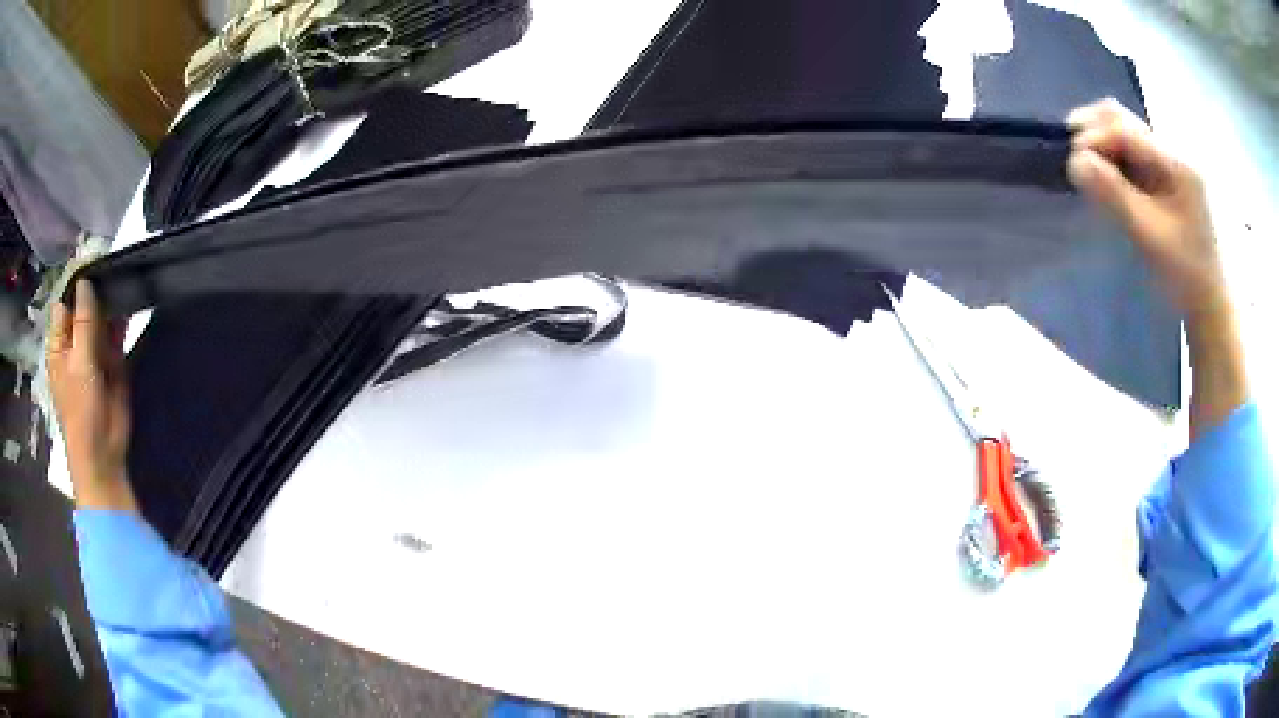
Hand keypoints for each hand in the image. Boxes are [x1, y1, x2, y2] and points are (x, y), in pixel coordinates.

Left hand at [46, 280, 137, 511]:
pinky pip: (116, 333)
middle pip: (84, 305)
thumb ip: (83, 322)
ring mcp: (93, 352)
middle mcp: (75, 342)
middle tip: (114, 268)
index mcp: (59, 342)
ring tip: (125, 281)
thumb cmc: (82, 412)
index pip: (66, 300)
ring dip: (110, 303)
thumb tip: (85, 281)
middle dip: (96, 289)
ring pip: (101, 317)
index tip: (96, 261)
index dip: (78, 281)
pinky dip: (122, 320)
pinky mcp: (112, 362)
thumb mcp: (80, 364)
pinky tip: (131, 305)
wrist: (103, 453)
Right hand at [1066, 98, 1225, 321]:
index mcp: (1176, 162)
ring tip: (1084, 163)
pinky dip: (1113, 157)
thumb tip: (1074, 161)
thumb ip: (1113, 194)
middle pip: (1125, 120)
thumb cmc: (1185, 274)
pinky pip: (1134, 153)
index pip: (1125, 130)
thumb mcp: (1148, 235)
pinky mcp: (1167, 177)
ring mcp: (1171, 163)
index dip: (1094, 137)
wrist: (1210, 304)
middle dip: (1094, 129)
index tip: (1070, 160)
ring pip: (1127, 133)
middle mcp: (1173, 151)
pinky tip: (1104, 174)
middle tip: (1070, 151)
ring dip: (1102, 141)